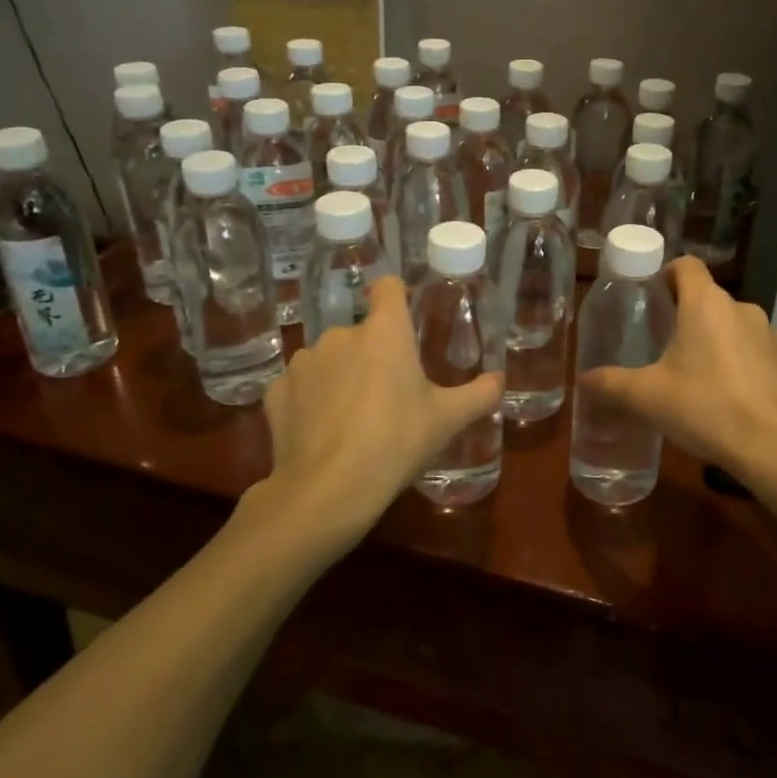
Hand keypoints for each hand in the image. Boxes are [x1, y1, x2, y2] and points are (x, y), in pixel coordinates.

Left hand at [256, 276, 502, 549]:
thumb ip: (479, 395)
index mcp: (385, 332)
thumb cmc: (396, 443)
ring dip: (341, 376)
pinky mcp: (277, 390)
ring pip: (330, 359)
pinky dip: (310, 400)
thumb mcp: (447, 421)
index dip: (397, 297)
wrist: (326, 491)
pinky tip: (321, 431)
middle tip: (388, 394)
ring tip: (352, 418)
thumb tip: (499, 380)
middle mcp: (341, 334)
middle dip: (373, 355)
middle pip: (362, 332)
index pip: (388, 287)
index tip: (405, 320)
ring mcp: (304, 361)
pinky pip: (301, 386)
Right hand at [578, 257, 776, 486]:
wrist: (775, 447)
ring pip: (734, 326)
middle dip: (687, 316)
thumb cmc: (705, 408)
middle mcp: (742, 309)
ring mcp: (771, 334)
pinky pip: (757, 352)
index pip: (686, 265)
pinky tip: (731, 398)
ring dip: (715, 341)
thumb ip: (611, 384)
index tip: (652, 298)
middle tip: (664, 346)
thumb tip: (584, 379)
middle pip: (708, 298)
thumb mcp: (647, 397)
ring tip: (697, 377)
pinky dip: (742, 364)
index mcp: (706, 304)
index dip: (667, 274)